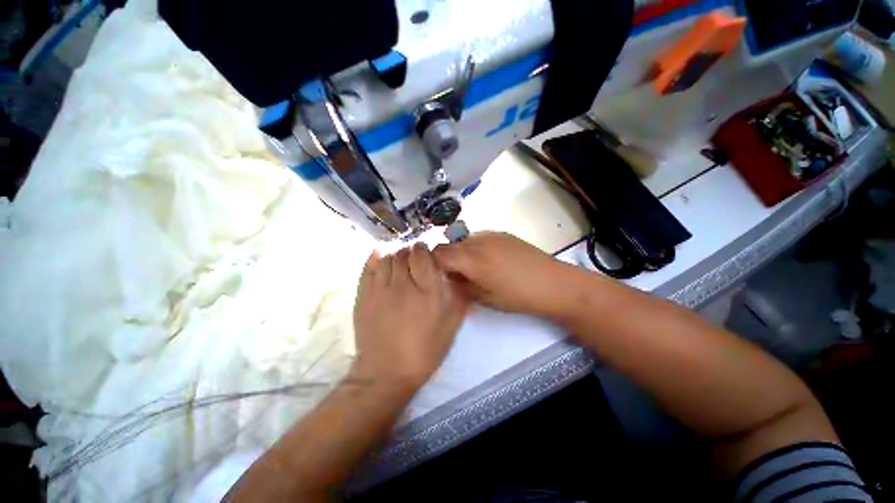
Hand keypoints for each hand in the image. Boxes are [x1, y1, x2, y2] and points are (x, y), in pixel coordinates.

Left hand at [352, 243, 468, 391]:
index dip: (424, 249)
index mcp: (428, 291)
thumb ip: (458, 296)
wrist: (386, 373)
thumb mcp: (451, 325)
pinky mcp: (364, 295)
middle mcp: (404, 284)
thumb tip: (457, 274)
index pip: (423, 255)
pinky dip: (376, 259)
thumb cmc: (424, 350)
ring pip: (387, 258)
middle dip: (410, 252)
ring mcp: (381, 289)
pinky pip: (369, 267)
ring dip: (394, 256)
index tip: (425, 253)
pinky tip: (381, 260)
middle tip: (413, 260)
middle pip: (404, 253)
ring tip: (399, 263)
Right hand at [433, 232, 572, 317]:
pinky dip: (475, 248)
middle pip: (450, 244)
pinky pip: (479, 238)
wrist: (551, 282)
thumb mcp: (484, 298)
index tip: (437, 275)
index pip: (439, 253)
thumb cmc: (516, 296)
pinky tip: (490, 261)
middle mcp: (477, 241)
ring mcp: (491, 235)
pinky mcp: (502, 233)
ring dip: (461, 253)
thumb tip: (447, 279)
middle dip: (447, 259)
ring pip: (464, 240)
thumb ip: (460, 286)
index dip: (433, 263)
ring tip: (474, 268)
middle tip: (455, 275)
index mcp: (471, 259)